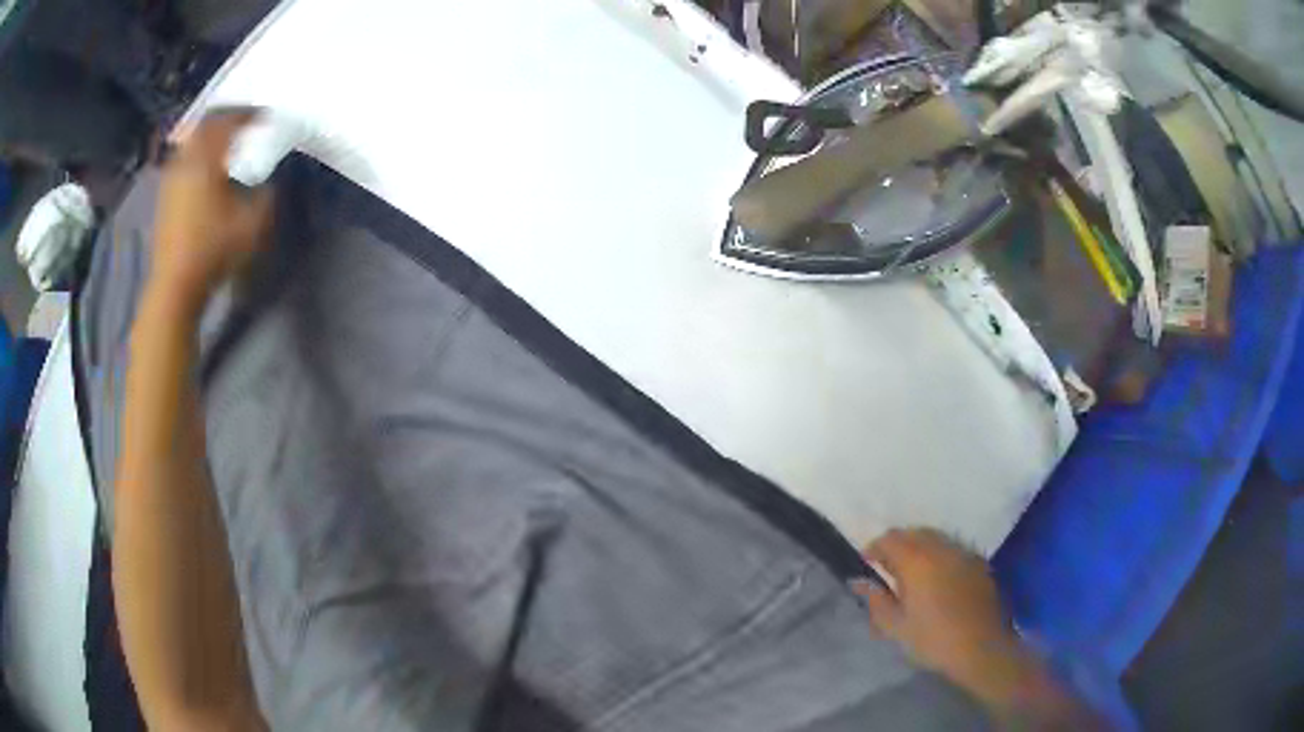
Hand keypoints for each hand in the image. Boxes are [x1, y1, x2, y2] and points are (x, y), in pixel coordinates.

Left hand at [149, 110, 274, 313]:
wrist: (176, 285)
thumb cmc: (214, 250)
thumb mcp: (253, 222)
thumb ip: (266, 193)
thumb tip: (270, 177)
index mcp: (207, 158)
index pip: (229, 121)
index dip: (250, 115)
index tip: (266, 117)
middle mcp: (186, 160)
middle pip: (205, 124)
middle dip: (226, 118)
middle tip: (243, 121)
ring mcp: (171, 177)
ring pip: (191, 141)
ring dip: (209, 136)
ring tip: (225, 141)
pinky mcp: (165, 195)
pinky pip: (183, 159)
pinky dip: (197, 154)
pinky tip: (206, 167)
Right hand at [852, 529, 1035, 705]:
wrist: (981, 647)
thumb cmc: (933, 639)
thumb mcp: (896, 627)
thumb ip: (875, 600)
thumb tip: (859, 581)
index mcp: (916, 561)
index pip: (889, 539)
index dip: (874, 549)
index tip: (866, 565)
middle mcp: (941, 547)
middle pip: (913, 532)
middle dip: (896, 545)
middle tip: (887, 570)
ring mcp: (963, 552)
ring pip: (935, 537)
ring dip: (919, 547)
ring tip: (912, 573)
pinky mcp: (978, 562)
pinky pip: (952, 547)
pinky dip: (939, 554)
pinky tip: (938, 578)